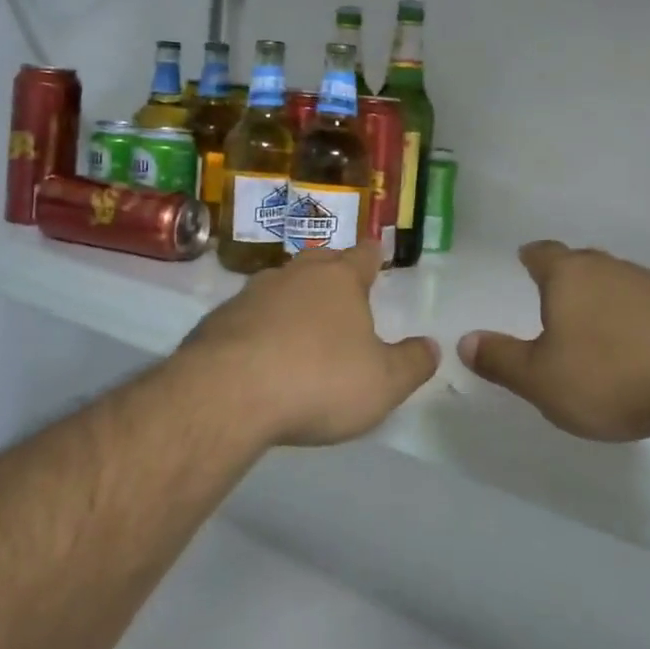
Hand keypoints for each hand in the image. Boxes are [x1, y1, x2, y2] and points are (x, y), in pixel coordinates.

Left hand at [179, 242, 439, 447]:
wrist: (227, 394)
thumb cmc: (318, 381)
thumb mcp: (383, 383)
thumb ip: (413, 363)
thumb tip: (432, 346)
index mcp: (339, 280)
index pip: (363, 255)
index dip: (373, 256)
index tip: (375, 256)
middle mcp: (294, 275)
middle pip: (319, 263)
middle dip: (333, 273)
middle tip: (343, 289)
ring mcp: (251, 294)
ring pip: (280, 285)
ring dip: (293, 299)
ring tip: (302, 323)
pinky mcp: (217, 320)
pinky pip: (248, 315)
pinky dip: (260, 326)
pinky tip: (261, 353)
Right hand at [458, 241, 649, 442]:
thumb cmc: (610, 375)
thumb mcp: (541, 379)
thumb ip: (501, 360)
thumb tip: (465, 341)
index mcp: (570, 277)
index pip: (544, 254)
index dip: (532, 257)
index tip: (526, 258)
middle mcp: (612, 270)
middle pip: (584, 265)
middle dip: (569, 279)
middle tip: (557, 298)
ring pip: (621, 286)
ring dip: (607, 303)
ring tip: (600, 332)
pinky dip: (642, 323)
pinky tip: (645, 352)